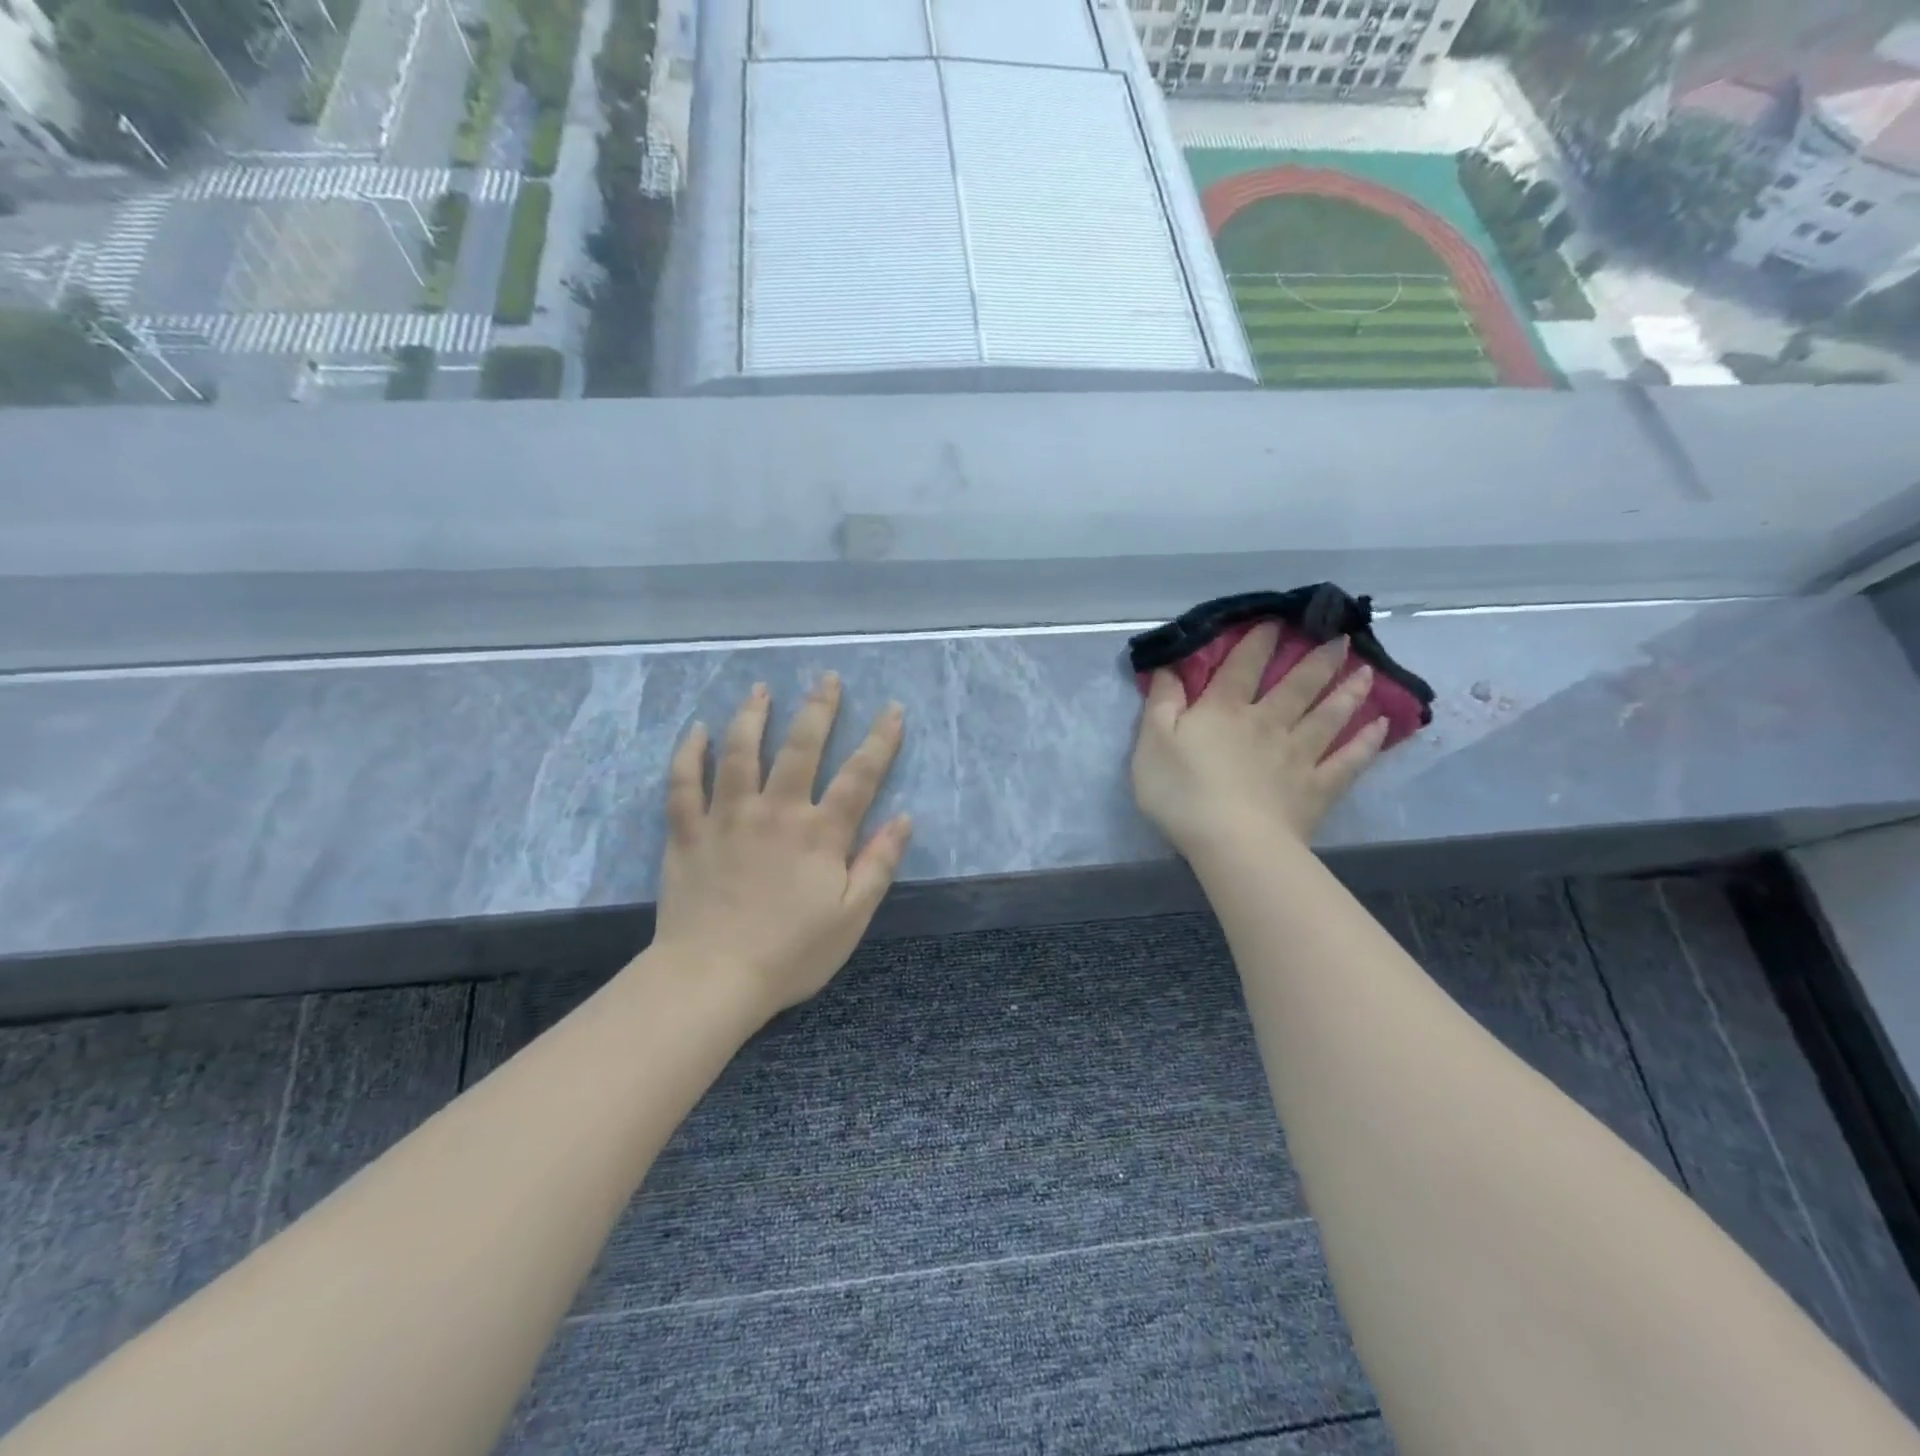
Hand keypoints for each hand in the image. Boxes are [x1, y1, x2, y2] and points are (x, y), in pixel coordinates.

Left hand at [651, 675, 912, 1020]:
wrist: (713, 978)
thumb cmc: (791, 953)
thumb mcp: (852, 917)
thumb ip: (878, 864)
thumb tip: (903, 818)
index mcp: (820, 833)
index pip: (859, 775)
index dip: (880, 740)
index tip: (892, 709)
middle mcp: (776, 811)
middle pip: (801, 747)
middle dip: (819, 709)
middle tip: (827, 677)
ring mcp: (727, 816)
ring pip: (740, 752)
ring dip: (752, 715)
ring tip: (761, 689)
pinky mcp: (688, 832)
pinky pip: (684, 783)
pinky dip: (689, 754)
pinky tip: (696, 730)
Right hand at [1131, 624, 1386, 859]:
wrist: (1231, 842)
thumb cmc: (1182, 792)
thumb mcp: (1152, 742)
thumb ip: (1162, 702)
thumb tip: (1167, 666)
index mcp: (1224, 711)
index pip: (1243, 666)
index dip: (1258, 641)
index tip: (1277, 620)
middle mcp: (1268, 723)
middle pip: (1297, 685)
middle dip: (1318, 659)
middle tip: (1341, 637)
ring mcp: (1298, 755)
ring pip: (1328, 716)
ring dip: (1347, 692)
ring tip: (1365, 672)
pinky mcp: (1317, 788)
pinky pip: (1348, 761)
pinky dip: (1366, 743)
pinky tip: (1381, 727)